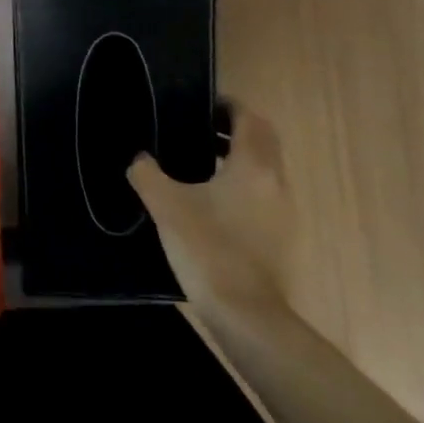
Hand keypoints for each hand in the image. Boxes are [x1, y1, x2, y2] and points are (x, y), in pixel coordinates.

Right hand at [128, 108, 292, 322]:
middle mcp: (276, 182)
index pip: (249, 119)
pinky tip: (213, 203)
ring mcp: (284, 213)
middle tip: (199, 130)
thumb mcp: (166, 205)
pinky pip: (265, 195)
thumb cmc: (208, 248)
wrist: (247, 317)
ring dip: (240, 159)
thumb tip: (139, 159)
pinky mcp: (283, 239)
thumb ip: (147, 174)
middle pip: (263, 141)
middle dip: (235, 130)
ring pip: (266, 169)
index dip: (228, 107)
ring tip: (201, 165)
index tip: (201, 106)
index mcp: (253, 165)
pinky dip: (244, 186)